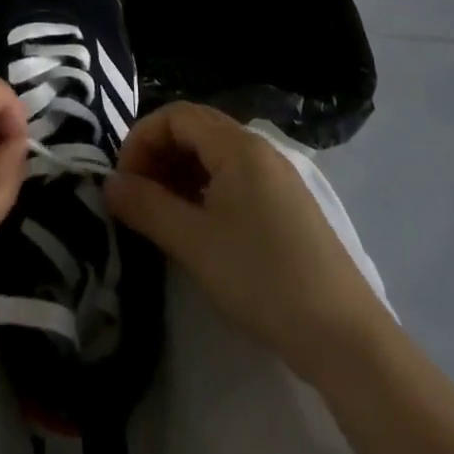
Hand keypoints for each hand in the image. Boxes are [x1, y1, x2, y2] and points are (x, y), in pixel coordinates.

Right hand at [106, 102, 392, 382]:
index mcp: (237, 146)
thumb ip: (146, 206)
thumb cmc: (261, 277)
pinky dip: (204, 190)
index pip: (175, 115)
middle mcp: (259, 150)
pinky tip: (196, 226)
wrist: (345, 337)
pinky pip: (234, 178)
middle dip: (158, 154)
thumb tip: (108, 184)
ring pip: (214, 155)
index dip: (141, 139)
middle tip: (137, 195)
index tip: (124, 180)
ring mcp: (277, 178)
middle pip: (195, 130)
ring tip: (160, 213)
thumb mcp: (193, 242)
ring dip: (179, 173)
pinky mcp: (286, 206)